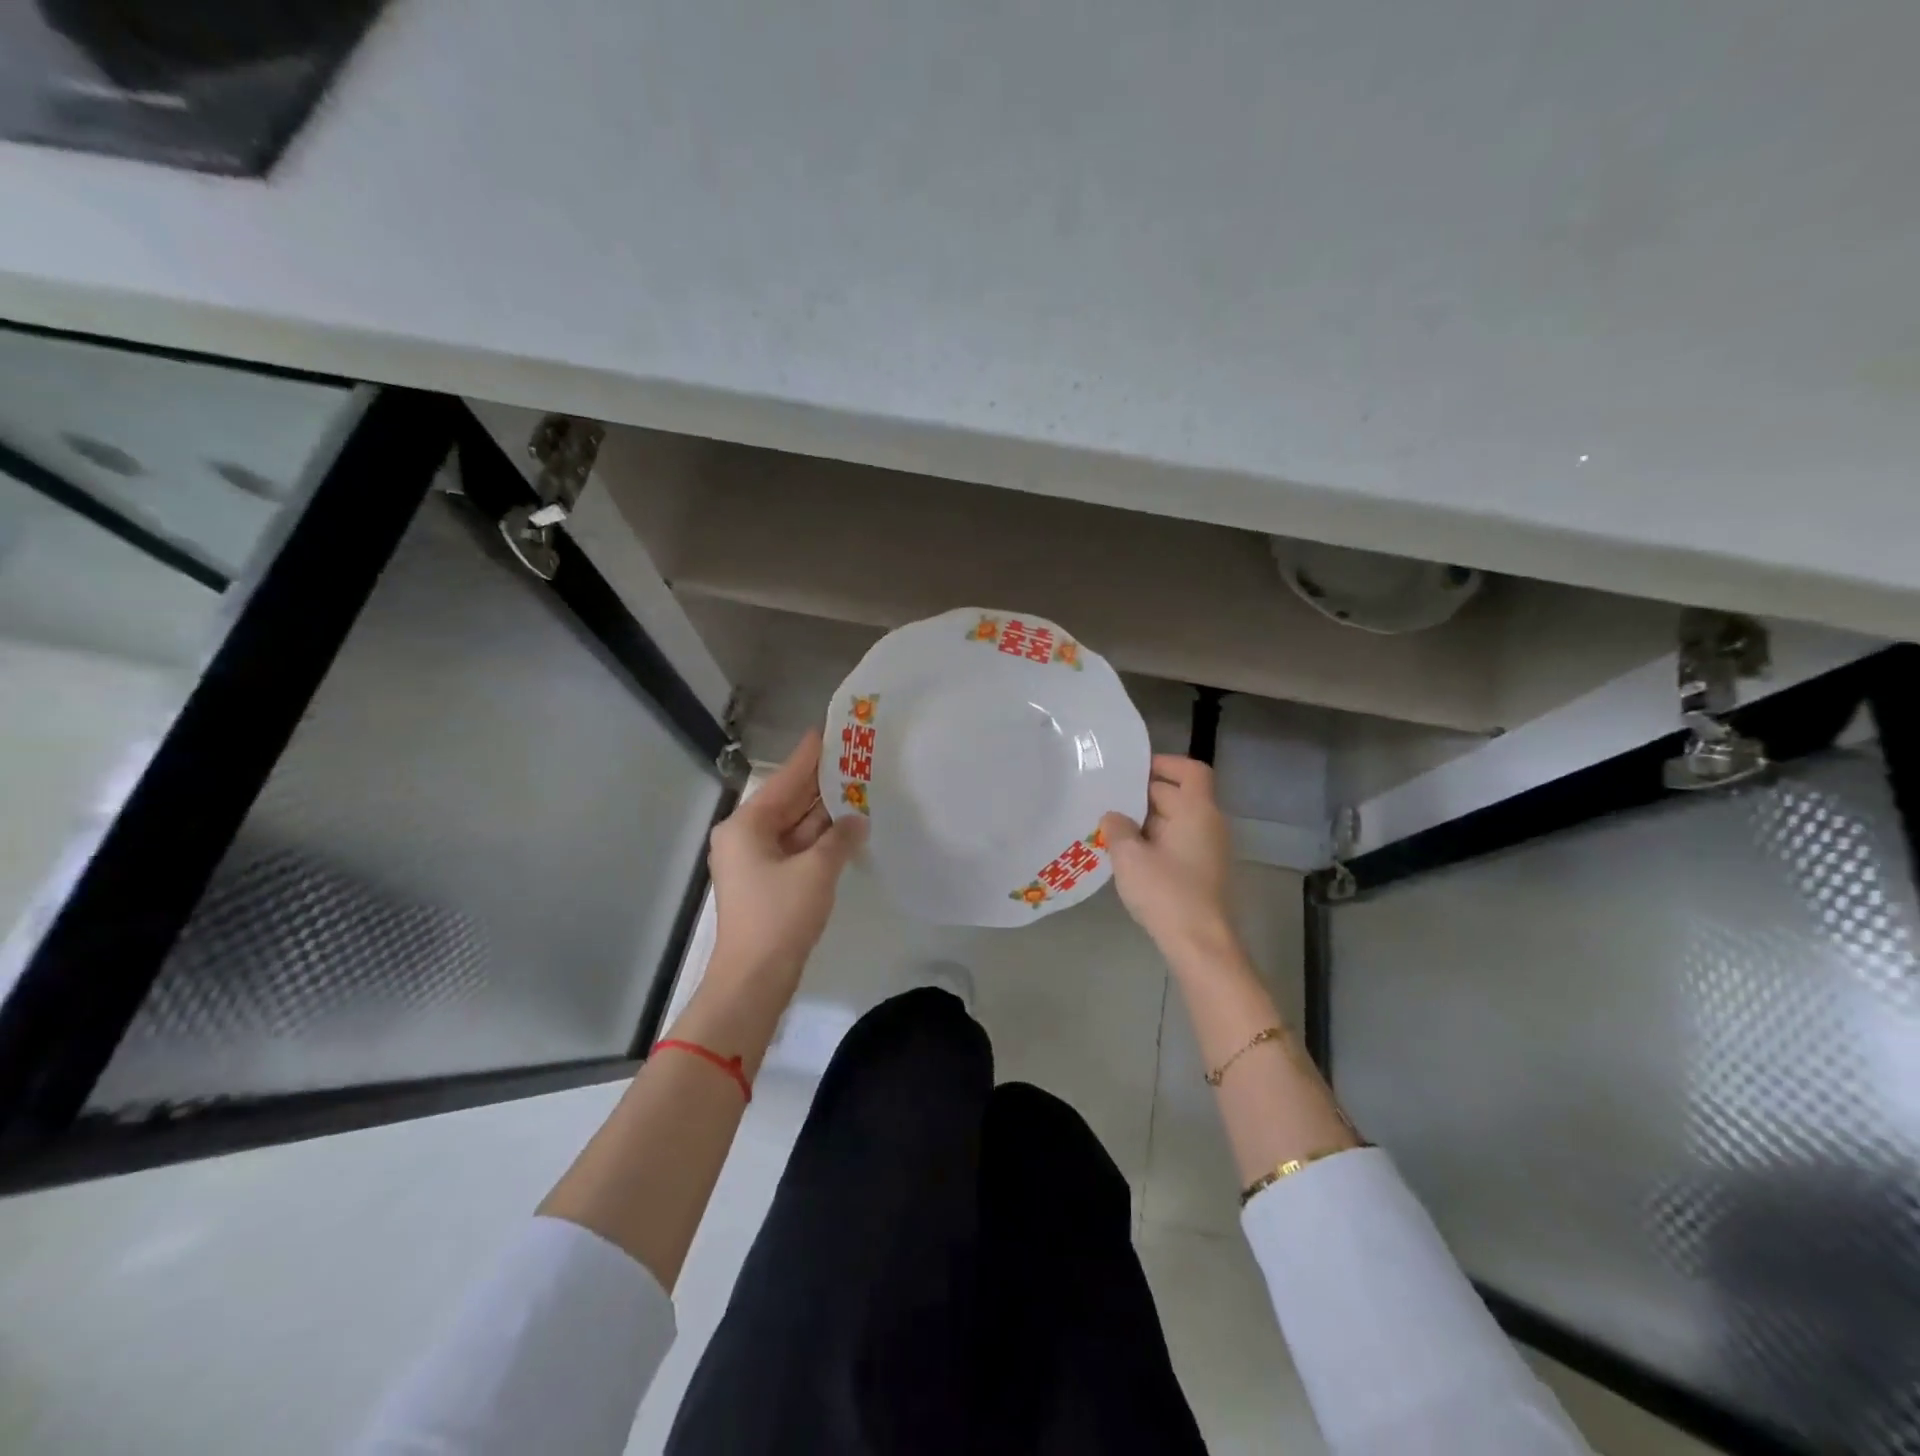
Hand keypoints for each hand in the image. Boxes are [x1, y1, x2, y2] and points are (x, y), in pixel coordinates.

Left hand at [707, 729, 865, 997]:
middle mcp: (746, 836)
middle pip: (789, 800)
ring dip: (825, 812)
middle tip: (856, 757)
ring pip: (795, 825)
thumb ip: (840, 838)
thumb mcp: (816, 871)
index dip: (810, 756)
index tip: (831, 730)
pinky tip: (848, 826)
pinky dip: (820, 838)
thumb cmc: (780, 917)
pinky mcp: (768, 881)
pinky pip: (797, 847)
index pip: (785, 779)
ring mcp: (756, 860)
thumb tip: (858, 820)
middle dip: (822, 783)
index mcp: (747, 825)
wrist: (754, 979)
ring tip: (860, 785)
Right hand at [1100, 756, 1235, 964]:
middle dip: (1143, 795)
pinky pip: (1177, 843)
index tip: (1133, 770)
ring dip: (1145, 821)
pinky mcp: (1202, 873)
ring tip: (1110, 827)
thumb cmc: (1166, 892)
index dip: (1164, 763)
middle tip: (1107, 799)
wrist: (1200, 945)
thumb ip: (1118, 828)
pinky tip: (1126, 856)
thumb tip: (1113, 816)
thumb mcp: (1130, 856)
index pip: (1190, 770)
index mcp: (1197, 811)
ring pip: (1175, 821)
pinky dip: (1154, 842)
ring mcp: (1208, 850)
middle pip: (1178, 795)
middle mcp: (1209, 824)